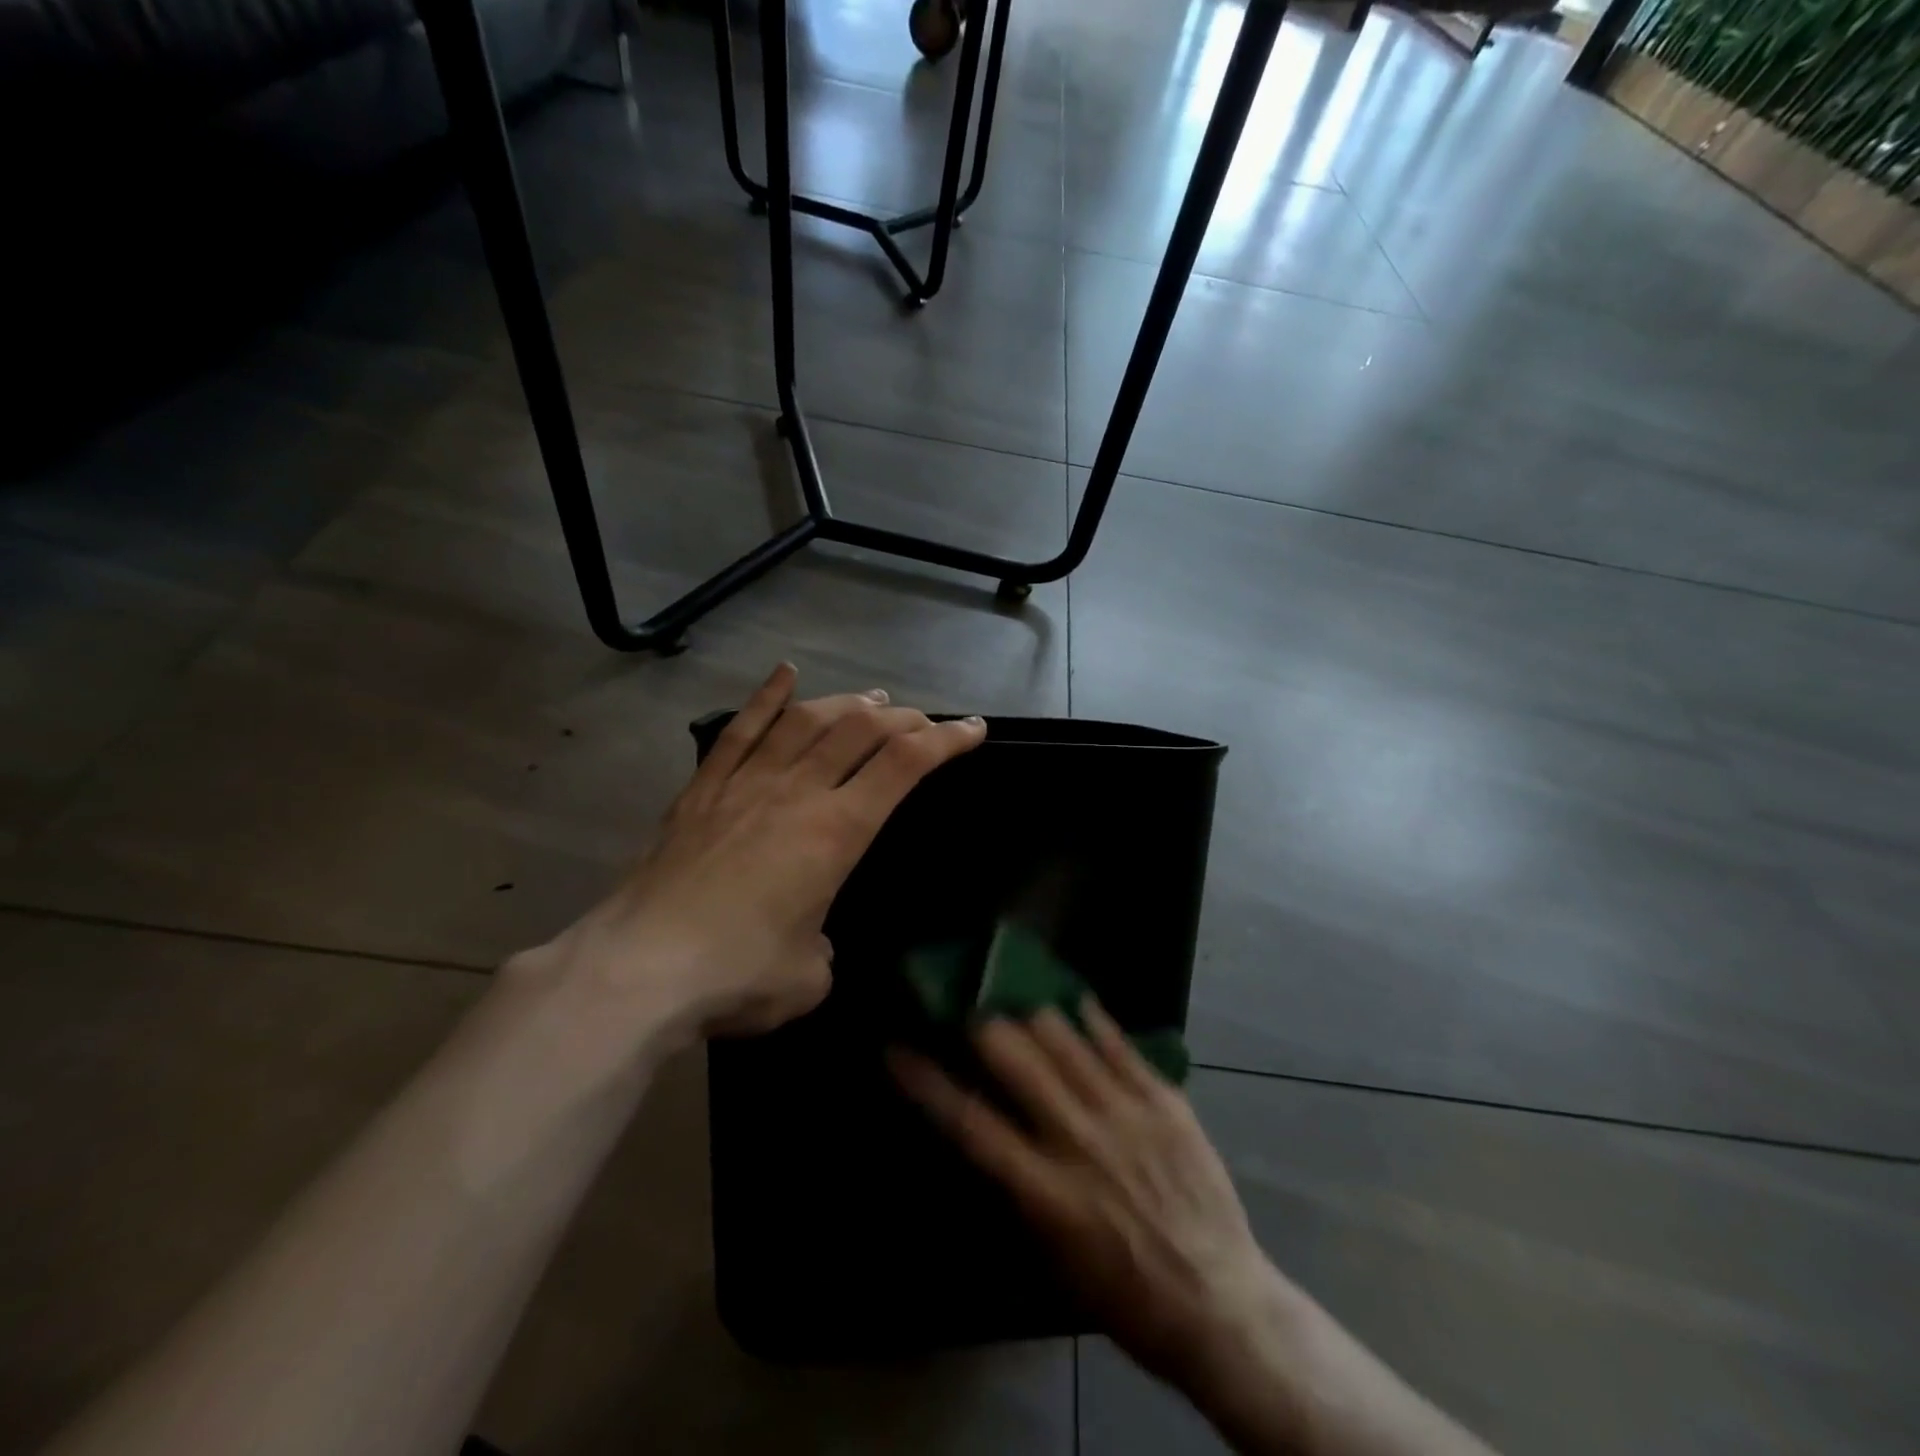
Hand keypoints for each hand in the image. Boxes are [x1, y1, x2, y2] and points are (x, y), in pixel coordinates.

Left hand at [532, 664, 985, 1040]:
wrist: (639, 971)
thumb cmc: (737, 976)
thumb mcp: (809, 976)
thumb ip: (822, 945)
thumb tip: (808, 934)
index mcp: (836, 832)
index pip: (904, 766)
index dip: (945, 740)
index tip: (972, 729)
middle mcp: (796, 793)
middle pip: (860, 730)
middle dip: (903, 718)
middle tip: (922, 722)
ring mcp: (745, 784)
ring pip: (805, 721)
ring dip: (847, 703)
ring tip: (872, 699)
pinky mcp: (702, 790)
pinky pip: (739, 730)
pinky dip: (766, 697)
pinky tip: (784, 672)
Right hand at [890, 1003, 1283, 1391]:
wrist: (1219, 1304)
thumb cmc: (1124, 1294)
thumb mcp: (1054, 1258)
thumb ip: (1019, 1189)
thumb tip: (991, 1133)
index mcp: (1045, 1189)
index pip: (970, 1122)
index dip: (927, 1082)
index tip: (897, 1049)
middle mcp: (1078, 1139)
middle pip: (1016, 1060)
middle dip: (983, 1026)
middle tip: (967, 1007)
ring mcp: (1125, 1112)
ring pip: (1064, 1038)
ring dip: (1032, 1014)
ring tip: (1016, 997)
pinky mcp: (1163, 1099)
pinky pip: (1119, 1043)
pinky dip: (1091, 1019)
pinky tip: (1074, 1000)